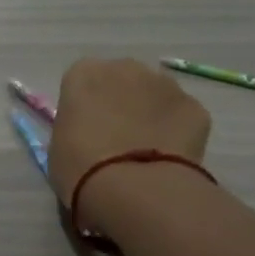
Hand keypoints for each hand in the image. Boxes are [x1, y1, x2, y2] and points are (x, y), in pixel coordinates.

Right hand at [47, 57, 210, 203]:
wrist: (133, 187)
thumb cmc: (80, 166)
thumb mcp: (59, 145)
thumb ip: (75, 126)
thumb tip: (90, 131)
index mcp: (84, 74)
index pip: (82, 81)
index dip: (85, 106)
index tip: (86, 130)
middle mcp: (125, 68)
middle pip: (122, 80)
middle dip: (120, 102)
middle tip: (116, 138)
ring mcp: (165, 84)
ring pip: (155, 94)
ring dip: (150, 114)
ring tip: (146, 150)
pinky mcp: (195, 106)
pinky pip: (181, 116)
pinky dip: (176, 131)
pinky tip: (169, 158)